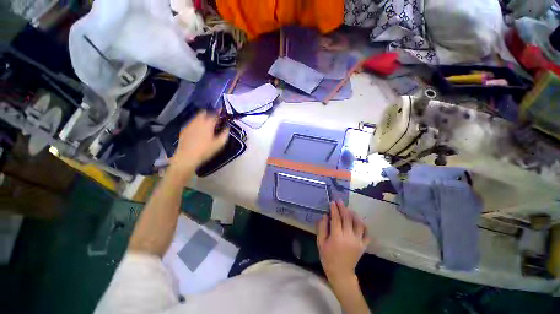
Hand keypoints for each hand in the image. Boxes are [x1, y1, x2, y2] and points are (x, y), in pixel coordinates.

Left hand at [170, 111, 228, 175]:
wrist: (187, 157)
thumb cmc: (205, 150)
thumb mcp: (219, 144)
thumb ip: (225, 134)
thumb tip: (227, 127)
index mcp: (208, 124)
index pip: (215, 114)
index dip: (219, 113)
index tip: (222, 114)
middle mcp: (198, 121)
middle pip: (204, 112)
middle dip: (210, 114)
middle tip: (214, 120)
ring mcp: (190, 124)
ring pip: (197, 117)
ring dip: (202, 118)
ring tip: (206, 125)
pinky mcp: (184, 129)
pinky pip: (192, 123)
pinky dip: (196, 124)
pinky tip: (198, 131)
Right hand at [317, 200, 369, 283]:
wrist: (341, 273)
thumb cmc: (328, 257)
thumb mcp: (320, 243)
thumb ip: (322, 228)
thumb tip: (325, 215)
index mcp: (337, 237)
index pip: (336, 218)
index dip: (334, 209)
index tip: (332, 202)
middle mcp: (349, 237)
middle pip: (347, 218)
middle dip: (343, 208)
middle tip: (339, 201)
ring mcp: (358, 241)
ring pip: (358, 223)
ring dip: (353, 214)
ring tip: (348, 209)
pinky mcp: (363, 245)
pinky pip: (367, 233)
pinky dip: (364, 225)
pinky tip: (359, 221)